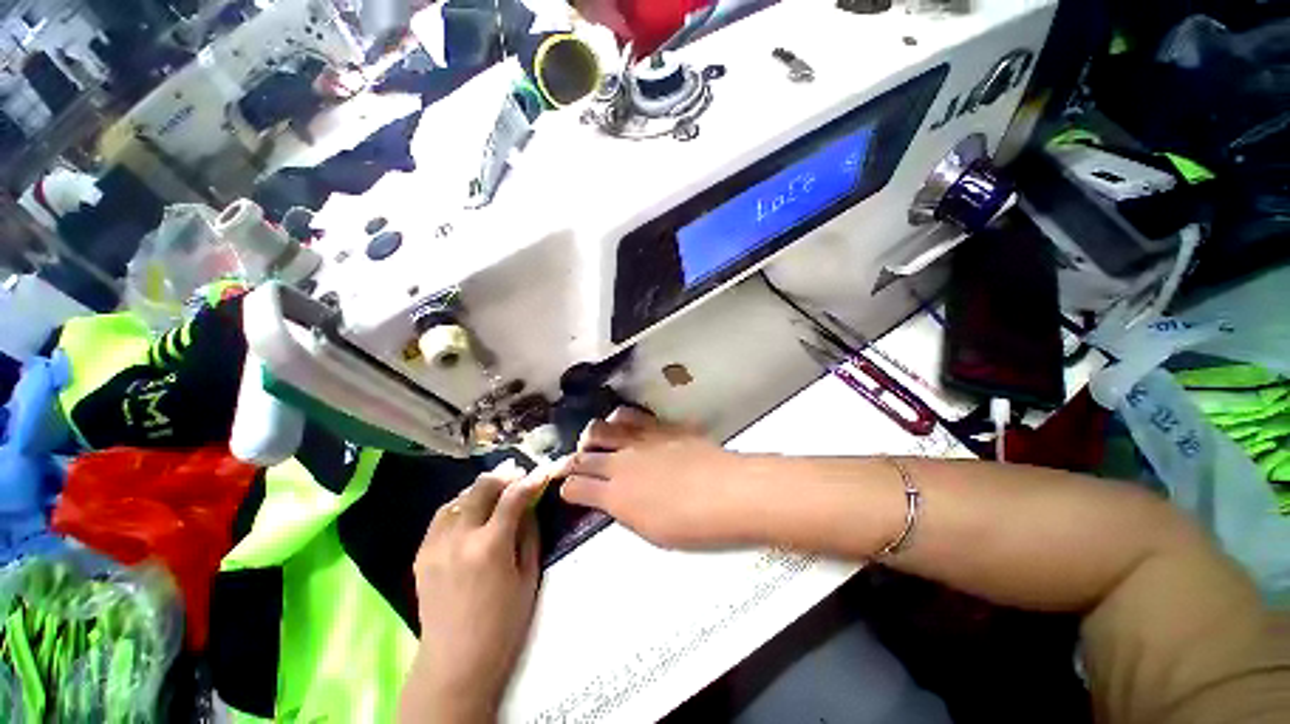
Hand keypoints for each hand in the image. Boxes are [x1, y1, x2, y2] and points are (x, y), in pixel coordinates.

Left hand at [400, 461, 555, 722]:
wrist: (456, 662)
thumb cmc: (503, 623)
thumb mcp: (528, 576)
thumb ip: (529, 534)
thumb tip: (530, 504)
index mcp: (490, 546)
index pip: (513, 497)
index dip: (531, 480)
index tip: (543, 470)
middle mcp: (459, 538)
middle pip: (481, 488)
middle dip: (504, 475)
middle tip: (518, 471)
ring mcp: (436, 545)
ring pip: (459, 498)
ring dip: (480, 488)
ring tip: (496, 487)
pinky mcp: (422, 554)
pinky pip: (441, 516)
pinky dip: (459, 504)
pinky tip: (470, 508)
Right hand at [560, 408, 750, 548]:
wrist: (728, 492)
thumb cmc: (692, 524)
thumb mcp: (650, 530)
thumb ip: (625, 511)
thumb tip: (613, 501)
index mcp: (615, 494)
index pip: (576, 486)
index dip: (567, 488)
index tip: (567, 490)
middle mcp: (621, 461)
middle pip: (584, 454)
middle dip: (572, 460)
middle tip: (575, 465)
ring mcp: (641, 439)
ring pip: (602, 426)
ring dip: (594, 434)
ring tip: (598, 440)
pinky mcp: (660, 426)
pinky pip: (632, 415)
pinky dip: (621, 420)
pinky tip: (626, 425)